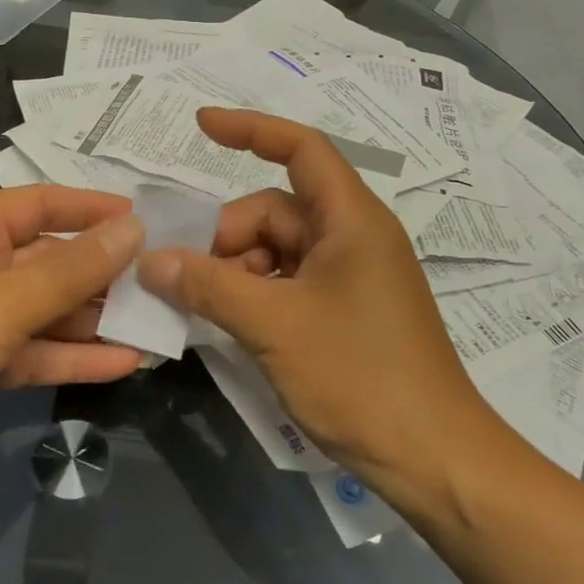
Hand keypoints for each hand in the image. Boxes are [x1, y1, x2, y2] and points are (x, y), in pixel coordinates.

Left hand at [0, 186, 144, 498]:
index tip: (147, 219)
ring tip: (157, 325)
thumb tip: (132, 230)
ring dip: (95, 319)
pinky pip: (31, 351)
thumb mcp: (4, 301)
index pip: (45, 203)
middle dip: (104, 272)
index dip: (95, 208)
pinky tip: (124, 364)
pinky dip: (70, 356)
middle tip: (164, 282)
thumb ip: (72, 269)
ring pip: (46, 310)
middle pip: (51, 259)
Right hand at [138, 109, 508, 503]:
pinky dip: (254, 294)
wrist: (434, 458)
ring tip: (201, 308)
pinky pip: (288, 282)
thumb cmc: (360, 377)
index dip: (250, 129)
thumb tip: (150, 260)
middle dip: (225, 237)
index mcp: (350, 220)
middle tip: (180, 277)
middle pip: (274, 211)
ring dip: (235, 271)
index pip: (300, 148)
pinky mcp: (346, 310)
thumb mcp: (274, 325)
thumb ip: (208, 286)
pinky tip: (229, 324)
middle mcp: (353, 237)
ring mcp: (351, 276)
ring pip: (277, 251)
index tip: (200, 125)